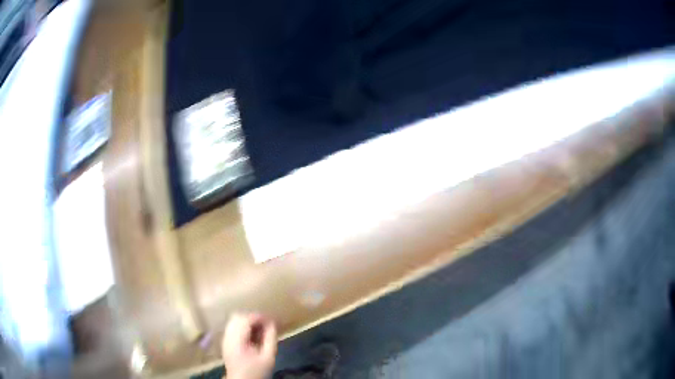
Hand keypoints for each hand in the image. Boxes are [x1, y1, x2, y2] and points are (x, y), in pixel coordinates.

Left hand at [222, 313, 277, 378]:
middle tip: (267, 324)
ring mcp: (225, 338)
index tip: (272, 320)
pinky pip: (233, 327)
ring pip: (234, 320)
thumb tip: (272, 323)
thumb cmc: (256, 371)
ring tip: (261, 329)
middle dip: (253, 317)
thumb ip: (270, 339)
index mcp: (237, 340)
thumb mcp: (268, 357)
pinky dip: (243, 326)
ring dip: (248, 321)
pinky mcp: (226, 341)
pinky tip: (253, 335)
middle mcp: (228, 337)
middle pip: (238, 317)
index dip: (259, 317)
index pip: (246, 319)